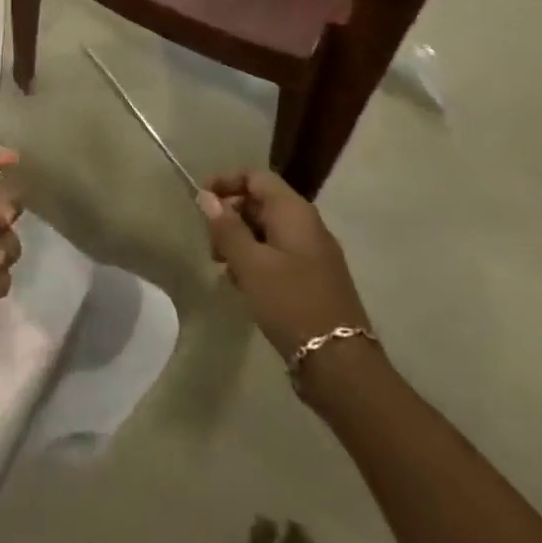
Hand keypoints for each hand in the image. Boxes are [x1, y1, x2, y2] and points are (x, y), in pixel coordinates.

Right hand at [199, 171, 369, 362]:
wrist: (340, 365)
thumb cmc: (291, 304)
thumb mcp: (250, 264)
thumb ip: (226, 227)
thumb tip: (206, 196)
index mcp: (294, 212)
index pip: (255, 177)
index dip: (226, 182)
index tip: (201, 201)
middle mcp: (308, 225)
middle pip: (261, 202)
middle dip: (231, 216)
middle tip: (210, 243)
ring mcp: (314, 253)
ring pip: (268, 230)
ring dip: (241, 241)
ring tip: (223, 267)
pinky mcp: (315, 279)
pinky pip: (279, 254)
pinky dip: (257, 260)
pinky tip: (244, 285)